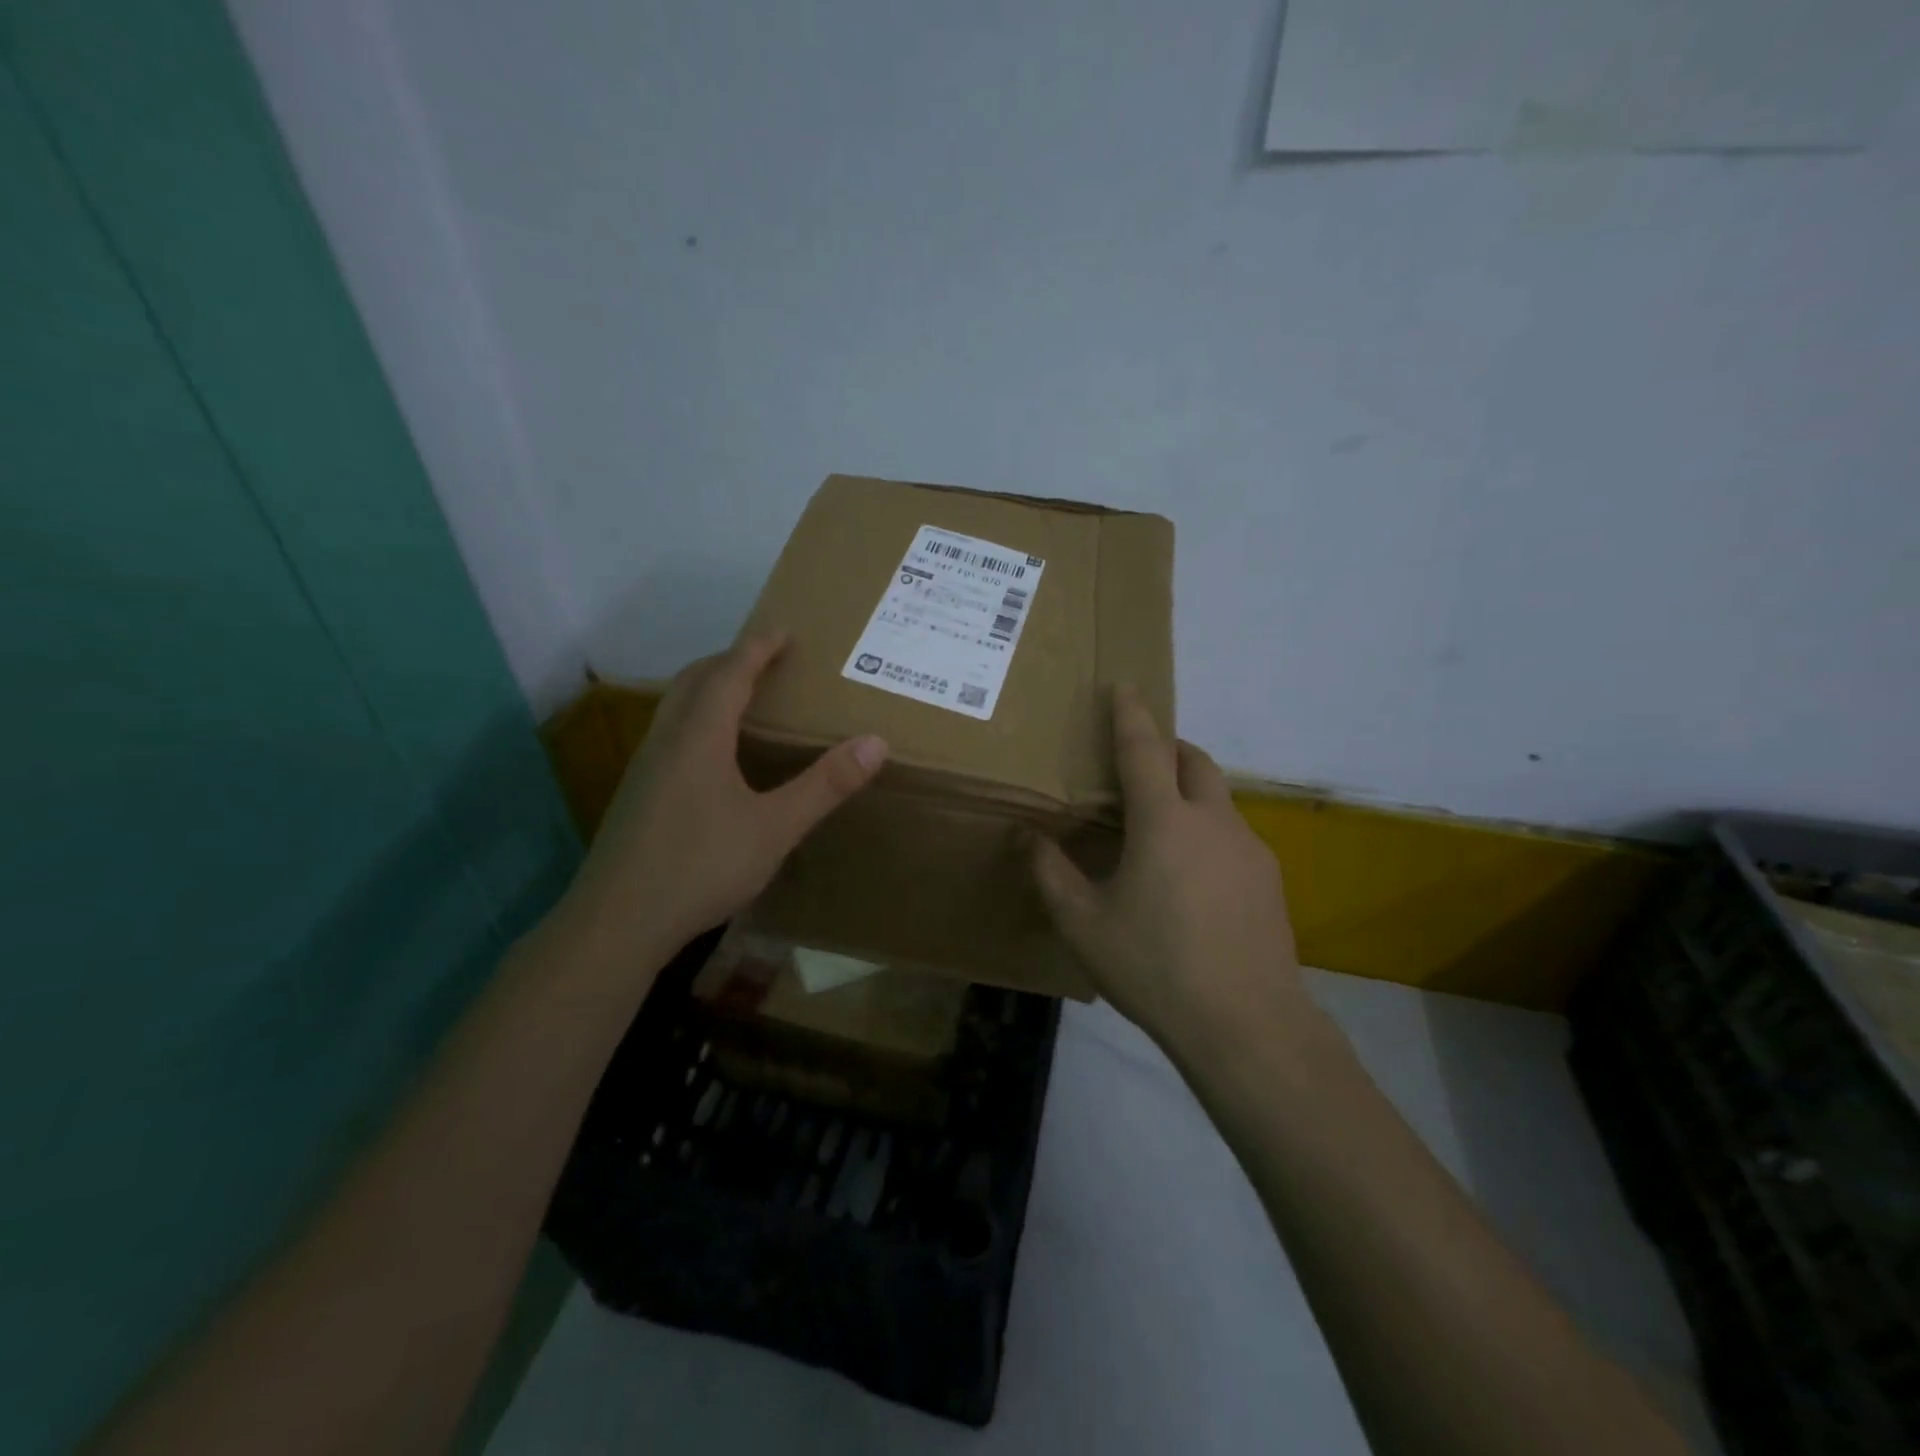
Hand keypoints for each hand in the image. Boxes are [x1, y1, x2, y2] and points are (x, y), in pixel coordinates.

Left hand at [565, 633, 887, 964]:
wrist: (617, 922)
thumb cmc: (700, 866)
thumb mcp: (775, 828)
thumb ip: (825, 785)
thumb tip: (875, 742)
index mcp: (700, 736)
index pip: (730, 672)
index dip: (758, 647)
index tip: (783, 629)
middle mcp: (667, 740)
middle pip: (695, 680)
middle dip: (730, 659)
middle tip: (765, 657)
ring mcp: (646, 768)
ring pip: (676, 707)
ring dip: (709, 688)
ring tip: (742, 696)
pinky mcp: (638, 795)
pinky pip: (671, 733)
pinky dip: (696, 719)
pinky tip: (712, 754)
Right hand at [1030, 685, 1302, 1046]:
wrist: (1247, 1025)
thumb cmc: (1154, 966)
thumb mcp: (1084, 923)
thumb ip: (1050, 874)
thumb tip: (1027, 837)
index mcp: (1164, 821)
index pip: (1144, 748)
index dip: (1131, 713)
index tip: (1124, 686)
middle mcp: (1213, 821)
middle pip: (1194, 761)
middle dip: (1168, 747)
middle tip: (1139, 763)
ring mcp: (1250, 850)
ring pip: (1218, 799)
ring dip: (1189, 792)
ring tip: (1159, 829)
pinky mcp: (1270, 881)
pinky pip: (1233, 836)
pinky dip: (1207, 832)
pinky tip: (1190, 879)